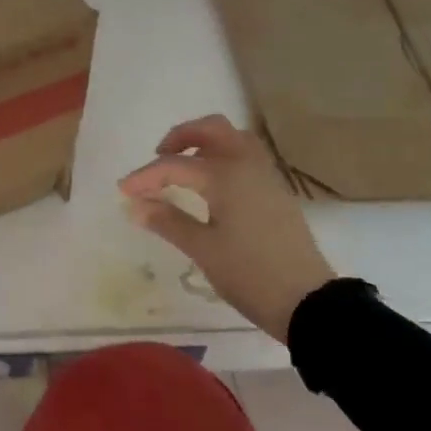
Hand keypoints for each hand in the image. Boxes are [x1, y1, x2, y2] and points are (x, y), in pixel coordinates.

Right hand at [119, 114, 335, 343]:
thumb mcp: (203, 249)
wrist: (307, 301)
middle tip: (159, 157)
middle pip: (212, 129)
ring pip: (234, 138)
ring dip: (206, 141)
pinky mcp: (276, 190)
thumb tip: (134, 205)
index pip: (174, 165)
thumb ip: (167, 221)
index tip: (123, 191)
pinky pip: (247, 155)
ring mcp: (266, 175)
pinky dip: (224, 154)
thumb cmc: (250, 274)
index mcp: (225, 175)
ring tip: (184, 166)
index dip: (145, 176)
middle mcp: (247, 164)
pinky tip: (212, 183)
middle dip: (181, 137)